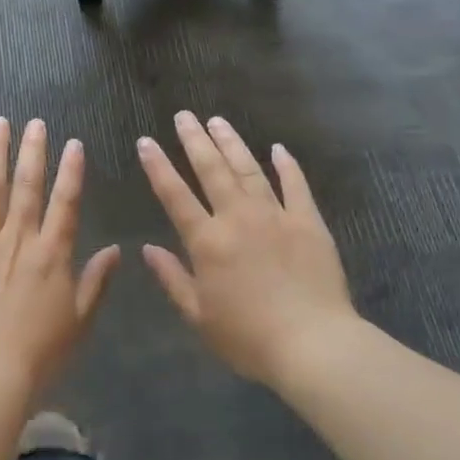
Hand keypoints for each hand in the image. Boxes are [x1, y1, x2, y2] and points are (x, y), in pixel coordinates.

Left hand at [0, 117, 120, 395]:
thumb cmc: (41, 351)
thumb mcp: (81, 319)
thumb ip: (97, 281)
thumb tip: (116, 250)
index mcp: (53, 252)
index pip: (67, 202)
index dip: (71, 171)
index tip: (74, 143)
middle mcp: (20, 238)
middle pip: (29, 185)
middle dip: (34, 151)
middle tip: (35, 122)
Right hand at [137, 112, 355, 384]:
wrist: (313, 344)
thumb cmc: (248, 337)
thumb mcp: (198, 315)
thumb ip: (172, 278)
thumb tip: (147, 249)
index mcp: (207, 241)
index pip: (175, 195)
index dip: (158, 166)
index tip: (146, 141)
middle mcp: (238, 218)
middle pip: (212, 170)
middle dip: (195, 140)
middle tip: (184, 115)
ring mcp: (276, 216)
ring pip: (249, 170)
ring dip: (232, 143)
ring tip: (218, 121)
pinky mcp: (308, 222)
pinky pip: (295, 185)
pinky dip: (286, 165)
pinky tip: (277, 148)